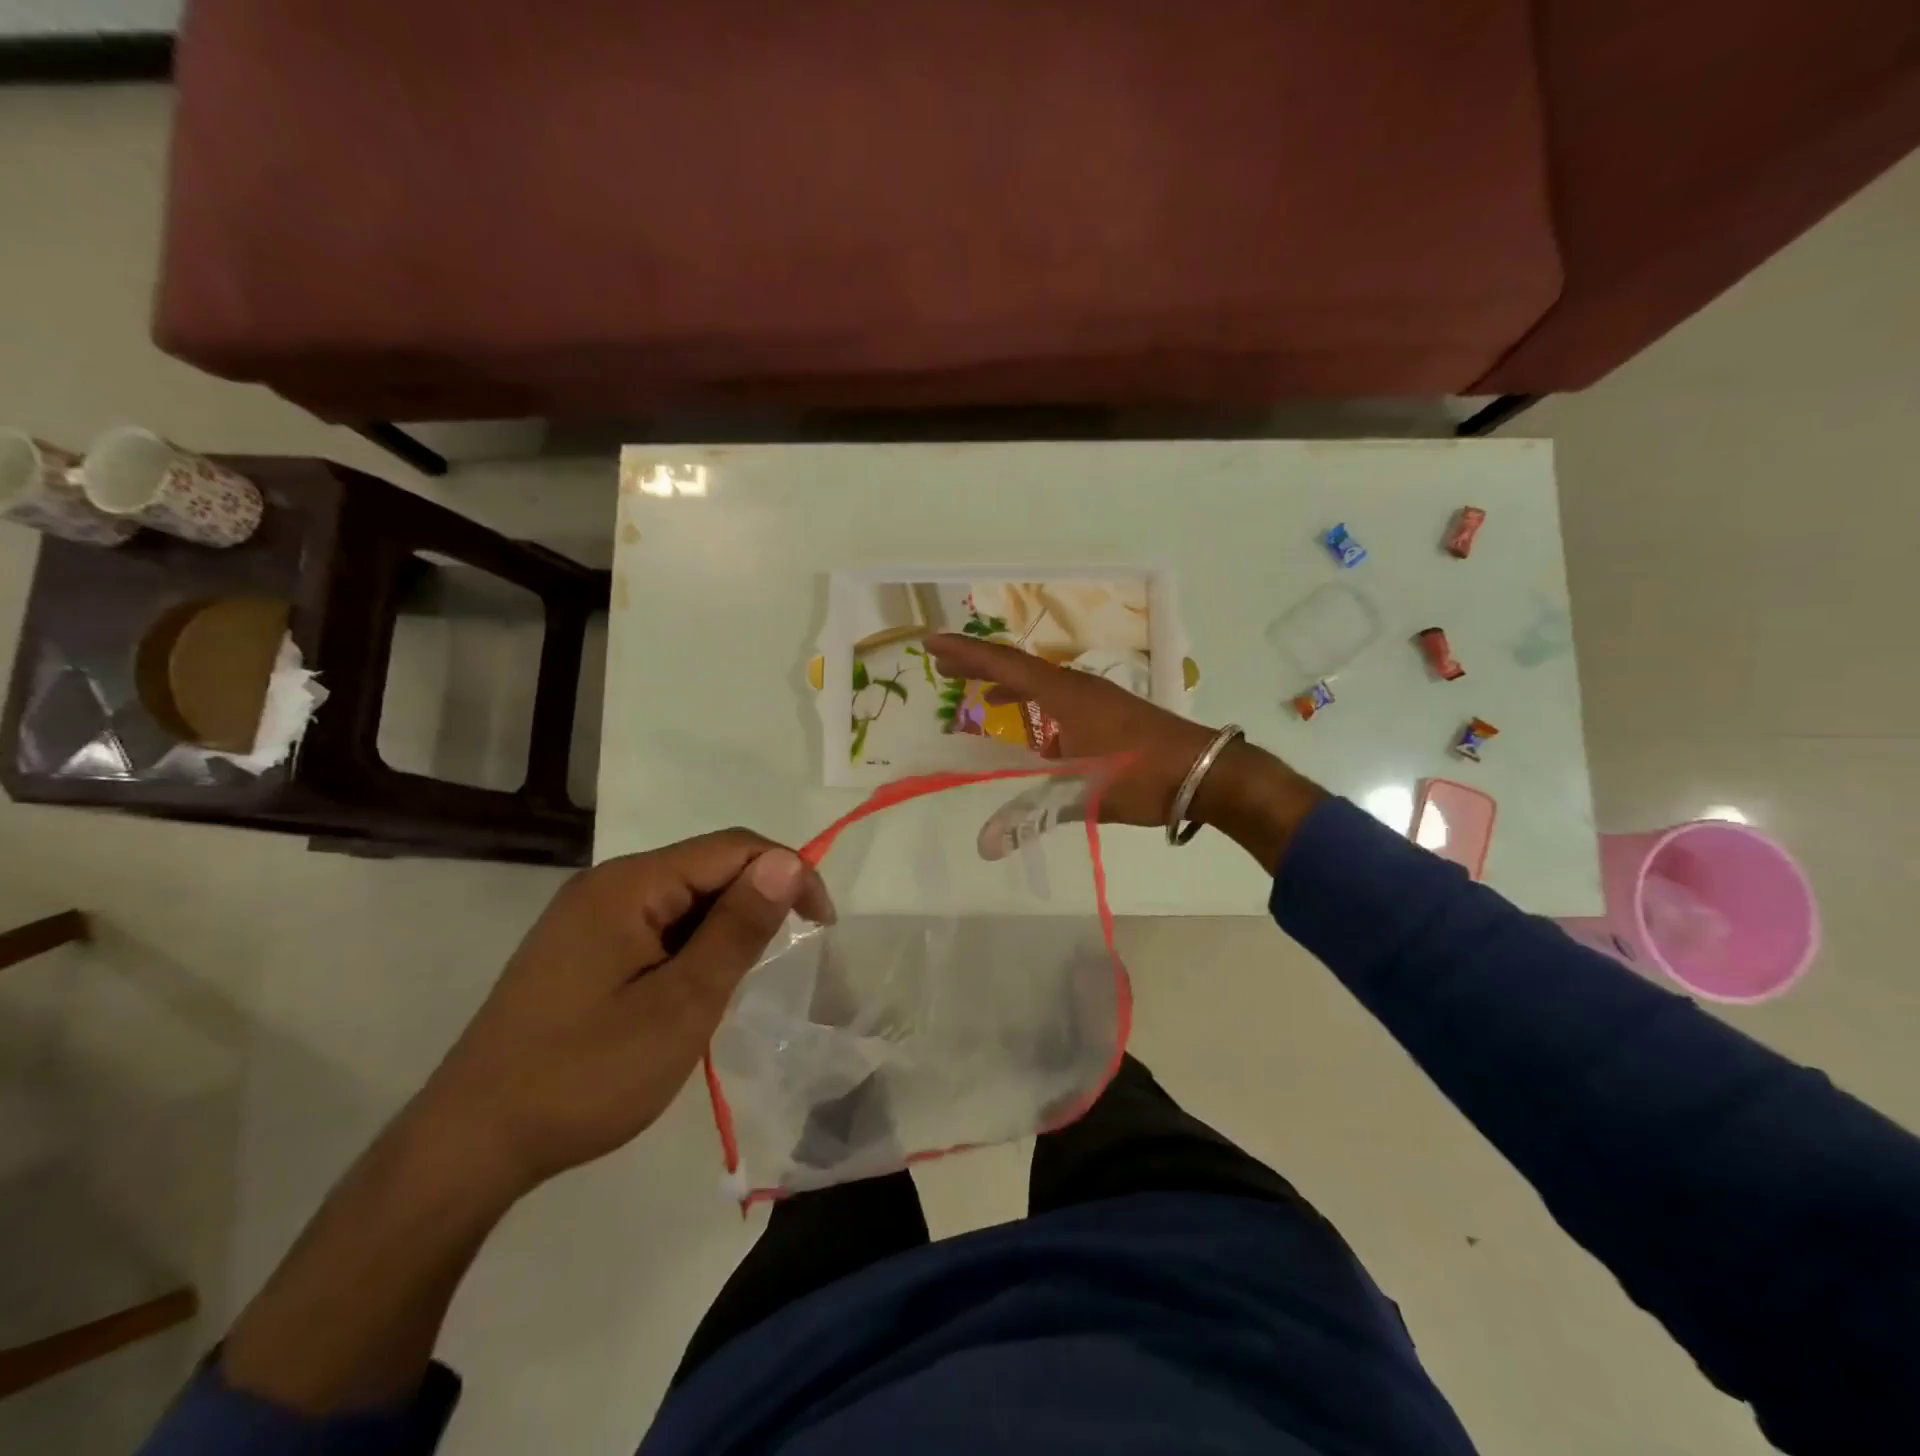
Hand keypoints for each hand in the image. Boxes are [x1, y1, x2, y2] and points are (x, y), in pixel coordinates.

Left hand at [414, 830, 832, 1198]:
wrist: (470, 1146)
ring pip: (684, 898)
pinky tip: (690, 990)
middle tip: (778, 964)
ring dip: (723, 928)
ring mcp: (589, 915)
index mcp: (630, 884)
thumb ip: (738, 929)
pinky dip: (691, 947)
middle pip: (707, 867)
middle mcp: (608, 884)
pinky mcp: (581, 946)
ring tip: (733, 985)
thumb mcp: (680, 1005)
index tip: (821, 925)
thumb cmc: (585, 1075)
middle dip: (756, 902)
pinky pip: (656, 924)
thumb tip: (788, 862)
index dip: (788, 873)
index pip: (733, 848)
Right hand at [925, 632, 1222, 825]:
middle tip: (944, 666)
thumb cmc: (1142, 775)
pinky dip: (1037, 707)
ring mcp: (1098, 698)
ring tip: (981, 695)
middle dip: (980, 665)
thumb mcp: (1083, 794)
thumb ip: (1031, 814)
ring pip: (1042, 684)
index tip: (933, 645)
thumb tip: (985, 844)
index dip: (967, 654)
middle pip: (1020, 667)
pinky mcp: (1111, 714)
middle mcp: (1078, 687)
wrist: (1209, 773)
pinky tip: (1036, 737)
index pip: (1006, 665)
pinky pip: (1061, 701)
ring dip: (1010, 685)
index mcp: (1066, 695)